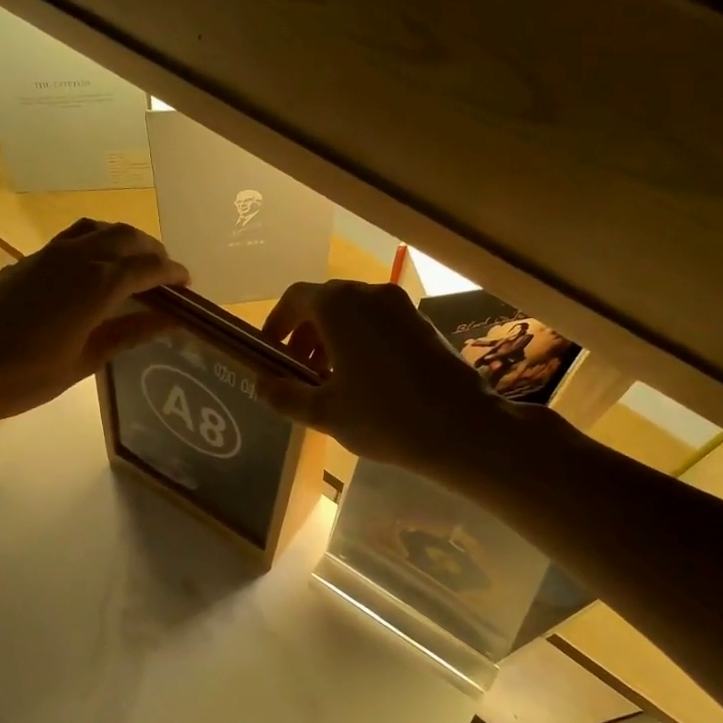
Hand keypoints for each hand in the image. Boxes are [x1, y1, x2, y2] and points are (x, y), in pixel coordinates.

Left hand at [0, 220, 187, 424]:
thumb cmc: (26, 375)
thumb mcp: (85, 360)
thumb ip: (128, 334)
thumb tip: (167, 320)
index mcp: (97, 285)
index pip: (147, 267)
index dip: (172, 273)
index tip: (188, 284)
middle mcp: (77, 258)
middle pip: (127, 237)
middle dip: (152, 252)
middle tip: (165, 277)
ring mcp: (50, 254)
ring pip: (99, 229)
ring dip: (124, 240)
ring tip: (133, 266)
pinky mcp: (29, 260)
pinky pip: (74, 237)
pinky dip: (97, 243)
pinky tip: (94, 269)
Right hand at [258, 280, 511, 477]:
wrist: (462, 427)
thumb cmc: (383, 416)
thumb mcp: (324, 412)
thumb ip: (285, 394)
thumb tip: (261, 384)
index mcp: (339, 306)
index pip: (295, 298)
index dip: (276, 324)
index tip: (270, 353)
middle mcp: (369, 294)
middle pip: (324, 304)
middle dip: (305, 336)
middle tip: (298, 373)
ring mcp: (400, 307)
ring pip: (353, 314)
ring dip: (332, 340)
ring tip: (328, 381)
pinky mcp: (422, 323)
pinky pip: (378, 323)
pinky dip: (360, 342)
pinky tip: (363, 381)